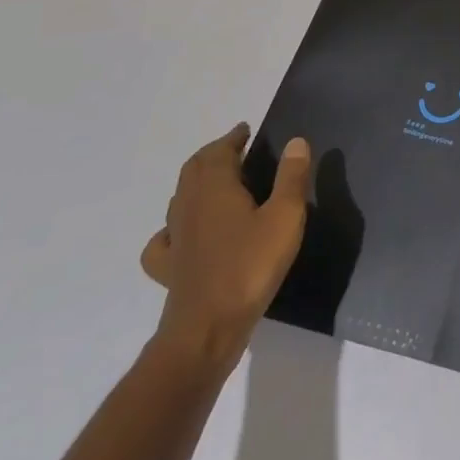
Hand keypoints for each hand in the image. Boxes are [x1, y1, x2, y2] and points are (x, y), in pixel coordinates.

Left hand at [140, 124, 309, 371]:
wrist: (206, 329)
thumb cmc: (251, 266)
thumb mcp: (285, 217)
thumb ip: (291, 177)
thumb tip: (295, 141)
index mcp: (216, 188)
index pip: (220, 151)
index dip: (232, 138)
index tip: (245, 130)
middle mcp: (189, 206)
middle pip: (194, 169)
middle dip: (213, 154)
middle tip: (234, 149)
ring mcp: (175, 238)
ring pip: (179, 198)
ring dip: (195, 182)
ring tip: (215, 183)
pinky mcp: (168, 268)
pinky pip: (164, 239)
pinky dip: (172, 228)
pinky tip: (182, 234)